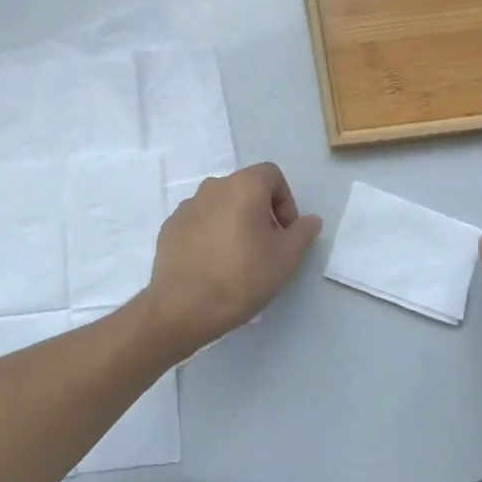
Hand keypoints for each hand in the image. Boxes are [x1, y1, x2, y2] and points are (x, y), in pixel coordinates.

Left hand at [139, 164, 322, 355]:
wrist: (183, 306)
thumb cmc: (242, 276)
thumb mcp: (285, 258)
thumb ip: (302, 233)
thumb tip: (311, 220)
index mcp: (243, 186)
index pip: (271, 175)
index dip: (285, 200)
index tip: (285, 232)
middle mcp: (213, 187)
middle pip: (245, 189)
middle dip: (260, 212)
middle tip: (266, 246)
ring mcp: (187, 206)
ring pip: (220, 205)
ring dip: (234, 221)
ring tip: (237, 258)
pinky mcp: (170, 227)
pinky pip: (198, 222)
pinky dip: (210, 234)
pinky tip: (212, 264)